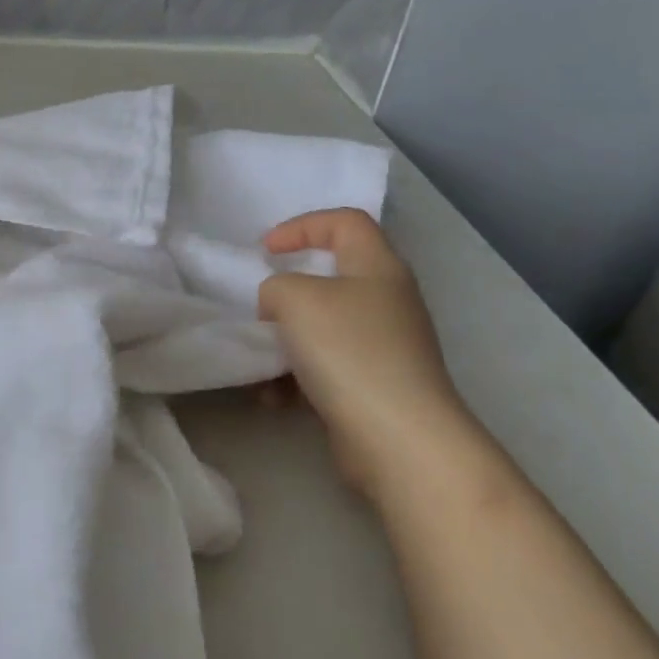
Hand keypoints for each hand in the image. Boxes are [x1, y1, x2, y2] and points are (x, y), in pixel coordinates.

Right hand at [258, 209, 470, 497]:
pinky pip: (325, 367)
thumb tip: (279, 308)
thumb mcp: (294, 298)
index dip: (302, 225)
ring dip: (285, 341)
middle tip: (262, 307)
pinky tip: (276, 397)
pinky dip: (296, 377)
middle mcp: (387, 300)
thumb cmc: (348, 351)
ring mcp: (384, 345)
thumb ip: (275, 287)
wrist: (396, 436)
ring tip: (263, 362)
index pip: (345, 222)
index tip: (265, 250)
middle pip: (333, 277)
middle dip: (288, 292)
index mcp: (377, 267)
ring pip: (322, 327)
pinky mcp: (374, 385)